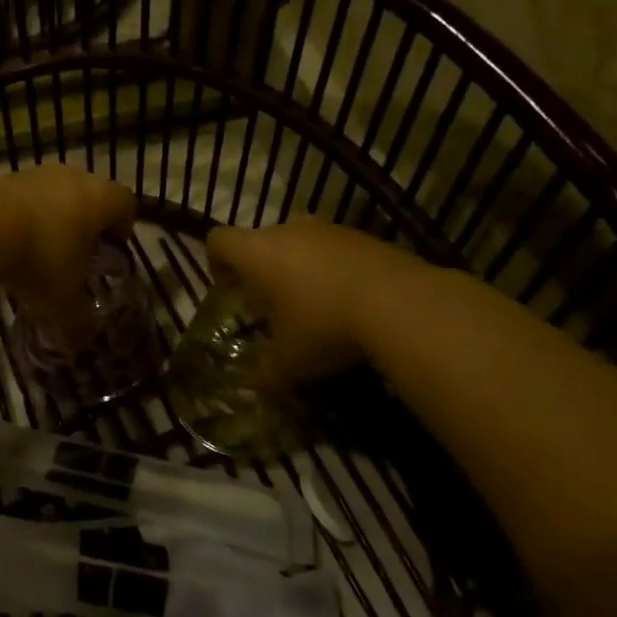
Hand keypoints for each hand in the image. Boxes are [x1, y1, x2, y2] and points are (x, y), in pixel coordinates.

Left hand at [0, 164, 135, 315]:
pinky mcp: (5, 177)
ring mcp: (37, 173)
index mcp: (100, 199)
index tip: (113, 248)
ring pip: (57, 192)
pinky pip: (27, 196)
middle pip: (92, 193)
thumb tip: (83, 340)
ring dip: (55, 215)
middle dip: (88, 221)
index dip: (124, 226)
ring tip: (43, 248)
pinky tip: (13, 240)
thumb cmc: (40, 258)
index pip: (126, 203)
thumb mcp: (63, 299)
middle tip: (80, 251)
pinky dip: (26, 214)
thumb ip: (78, 318)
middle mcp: (74, 177)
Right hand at [207, 218, 412, 382]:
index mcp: (258, 252)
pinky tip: (349, 304)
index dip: (216, 262)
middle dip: (261, 272)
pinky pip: (334, 251)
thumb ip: (266, 373)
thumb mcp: (289, 362)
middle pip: (261, 241)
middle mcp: (288, 230)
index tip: (227, 289)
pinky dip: (332, 271)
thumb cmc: (324, 325)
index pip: (219, 240)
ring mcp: (329, 229)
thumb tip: (257, 387)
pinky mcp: (364, 237)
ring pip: (300, 244)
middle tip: (270, 308)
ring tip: (313, 308)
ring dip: (299, 270)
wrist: (400, 302)